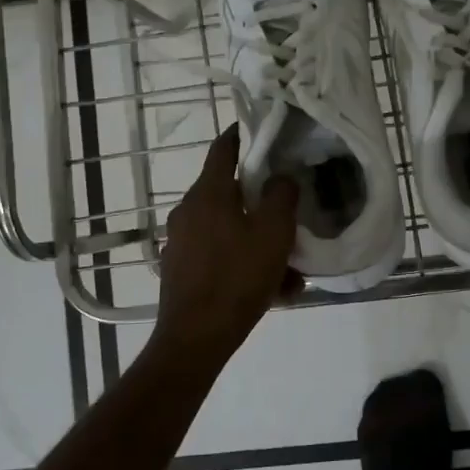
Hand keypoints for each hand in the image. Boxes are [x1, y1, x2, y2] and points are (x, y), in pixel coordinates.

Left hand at [152, 125, 299, 357]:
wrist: (196, 337)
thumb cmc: (237, 277)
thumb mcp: (273, 233)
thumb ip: (281, 196)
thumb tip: (280, 178)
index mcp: (208, 194)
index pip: (223, 149)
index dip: (241, 135)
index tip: (261, 131)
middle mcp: (188, 211)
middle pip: (229, 193)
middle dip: (260, 202)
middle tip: (288, 214)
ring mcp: (181, 241)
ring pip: (228, 229)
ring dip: (257, 240)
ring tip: (289, 269)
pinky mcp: (181, 269)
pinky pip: (219, 255)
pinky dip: (243, 263)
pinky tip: (270, 290)